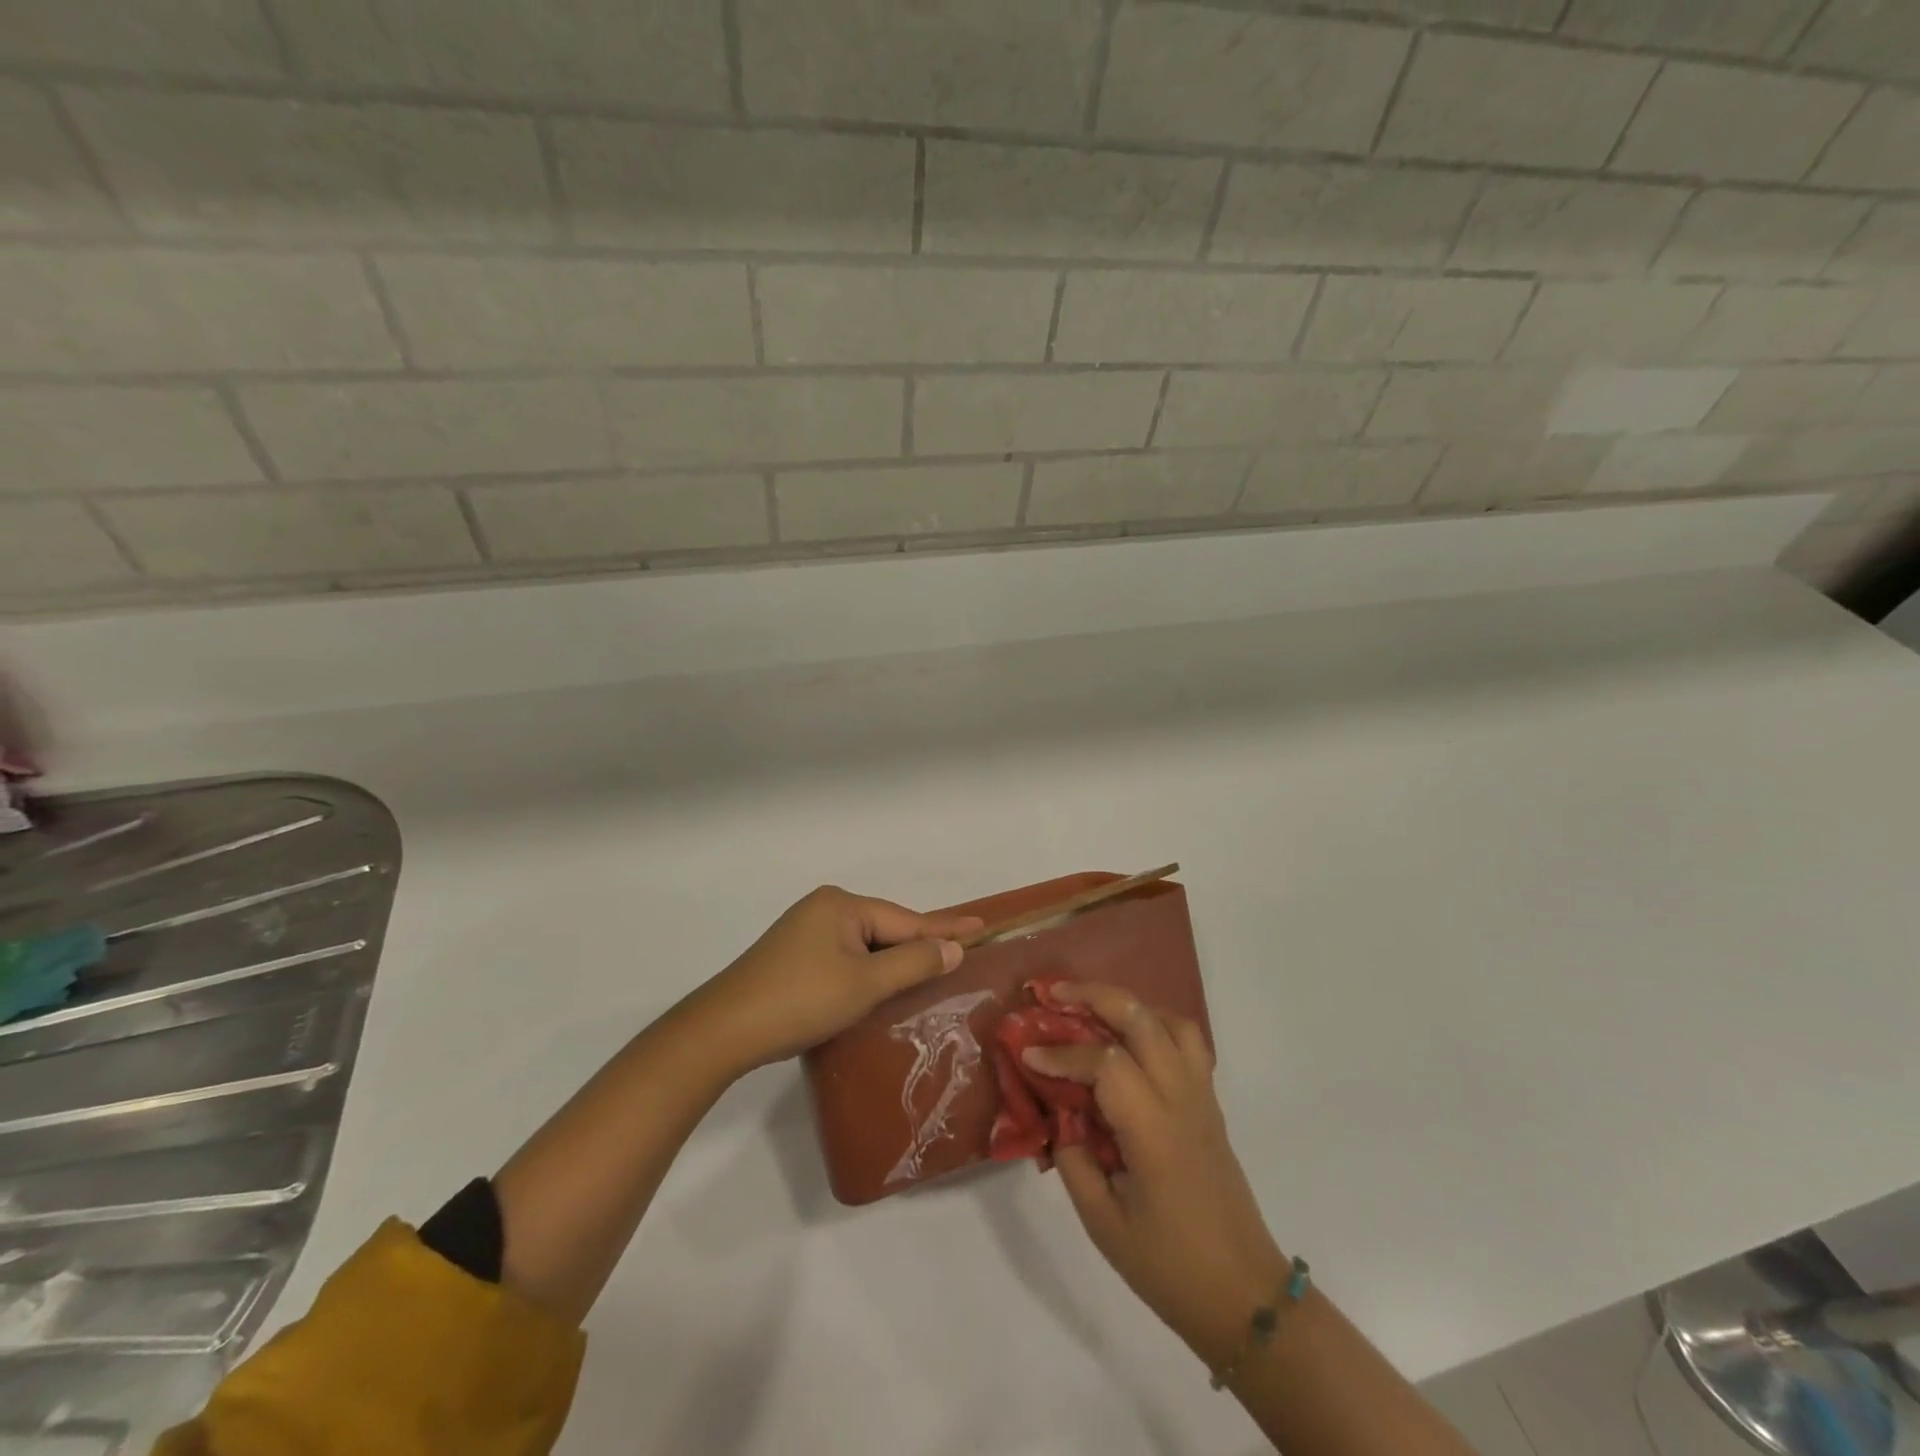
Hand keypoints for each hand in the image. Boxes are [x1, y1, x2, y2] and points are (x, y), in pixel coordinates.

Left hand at [689, 886, 983, 1071]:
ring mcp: (806, 930)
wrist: (724, 1030)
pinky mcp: (794, 955)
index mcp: (842, 905)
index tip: (982, 926)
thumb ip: (913, 963)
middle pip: (886, 928)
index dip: (946, 928)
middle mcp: (825, 908)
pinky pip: (846, 955)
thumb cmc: (801, 1000)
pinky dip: (869, 968)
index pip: (907, 919)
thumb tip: (953, 948)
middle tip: (962, 950)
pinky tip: (883, 980)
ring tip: (931, 966)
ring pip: (865, 944)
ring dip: (894, 959)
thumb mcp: (865, 984)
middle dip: (919, 943)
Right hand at [1023, 983, 1287, 1370]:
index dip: (1062, 1054)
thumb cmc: (1169, 1266)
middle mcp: (1182, 1099)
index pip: (1105, 1064)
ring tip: (1091, 1009)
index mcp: (1154, 1131)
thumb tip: (1055, 1111)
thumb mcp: (1102, 1222)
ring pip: (1170, 1020)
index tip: (1027, 1054)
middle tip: (1053, 994)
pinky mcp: (1209, 1103)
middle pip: (1142, 1019)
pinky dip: (1154, 1023)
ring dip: (1128, 1004)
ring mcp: (1201, 1096)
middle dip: (1094, 996)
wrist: (1244, 1295)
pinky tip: (1127, 1040)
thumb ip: (1072, 1157)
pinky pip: (1186, 1042)